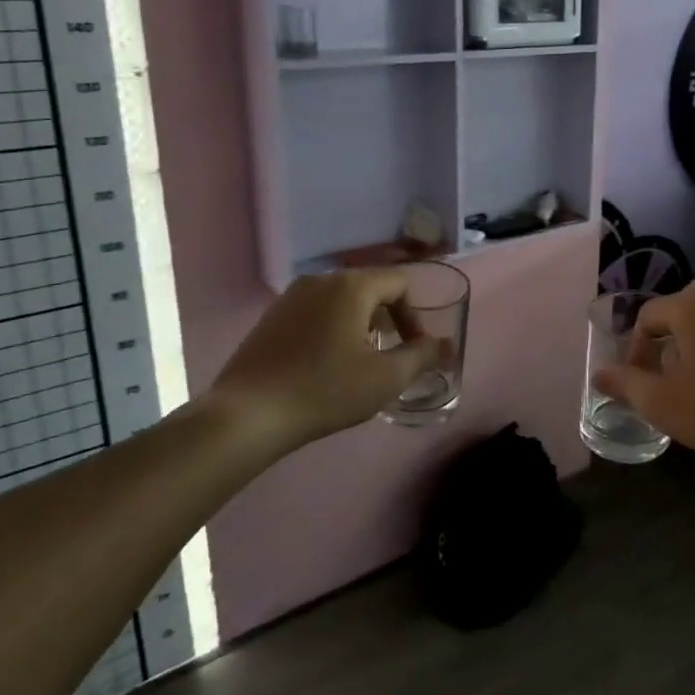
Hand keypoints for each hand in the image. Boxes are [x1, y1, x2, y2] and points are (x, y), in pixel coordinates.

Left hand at [203, 270, 444, 455]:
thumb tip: (446, 345)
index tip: (413, 350)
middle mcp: (320, 280)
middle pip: (370, 288)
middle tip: (390, 357)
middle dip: (388, 320)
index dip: (414, 316)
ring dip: (360, 325)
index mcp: (352, 286)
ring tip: (359, 363)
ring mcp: (290, 297)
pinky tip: (324, 366)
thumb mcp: (386, 377)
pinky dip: (331, 330)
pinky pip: (315, 313)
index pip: (400, 284)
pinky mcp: (270, 317)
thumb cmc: (326, 390)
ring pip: (341, 301)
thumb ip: (423, 356)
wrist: (248, 414)